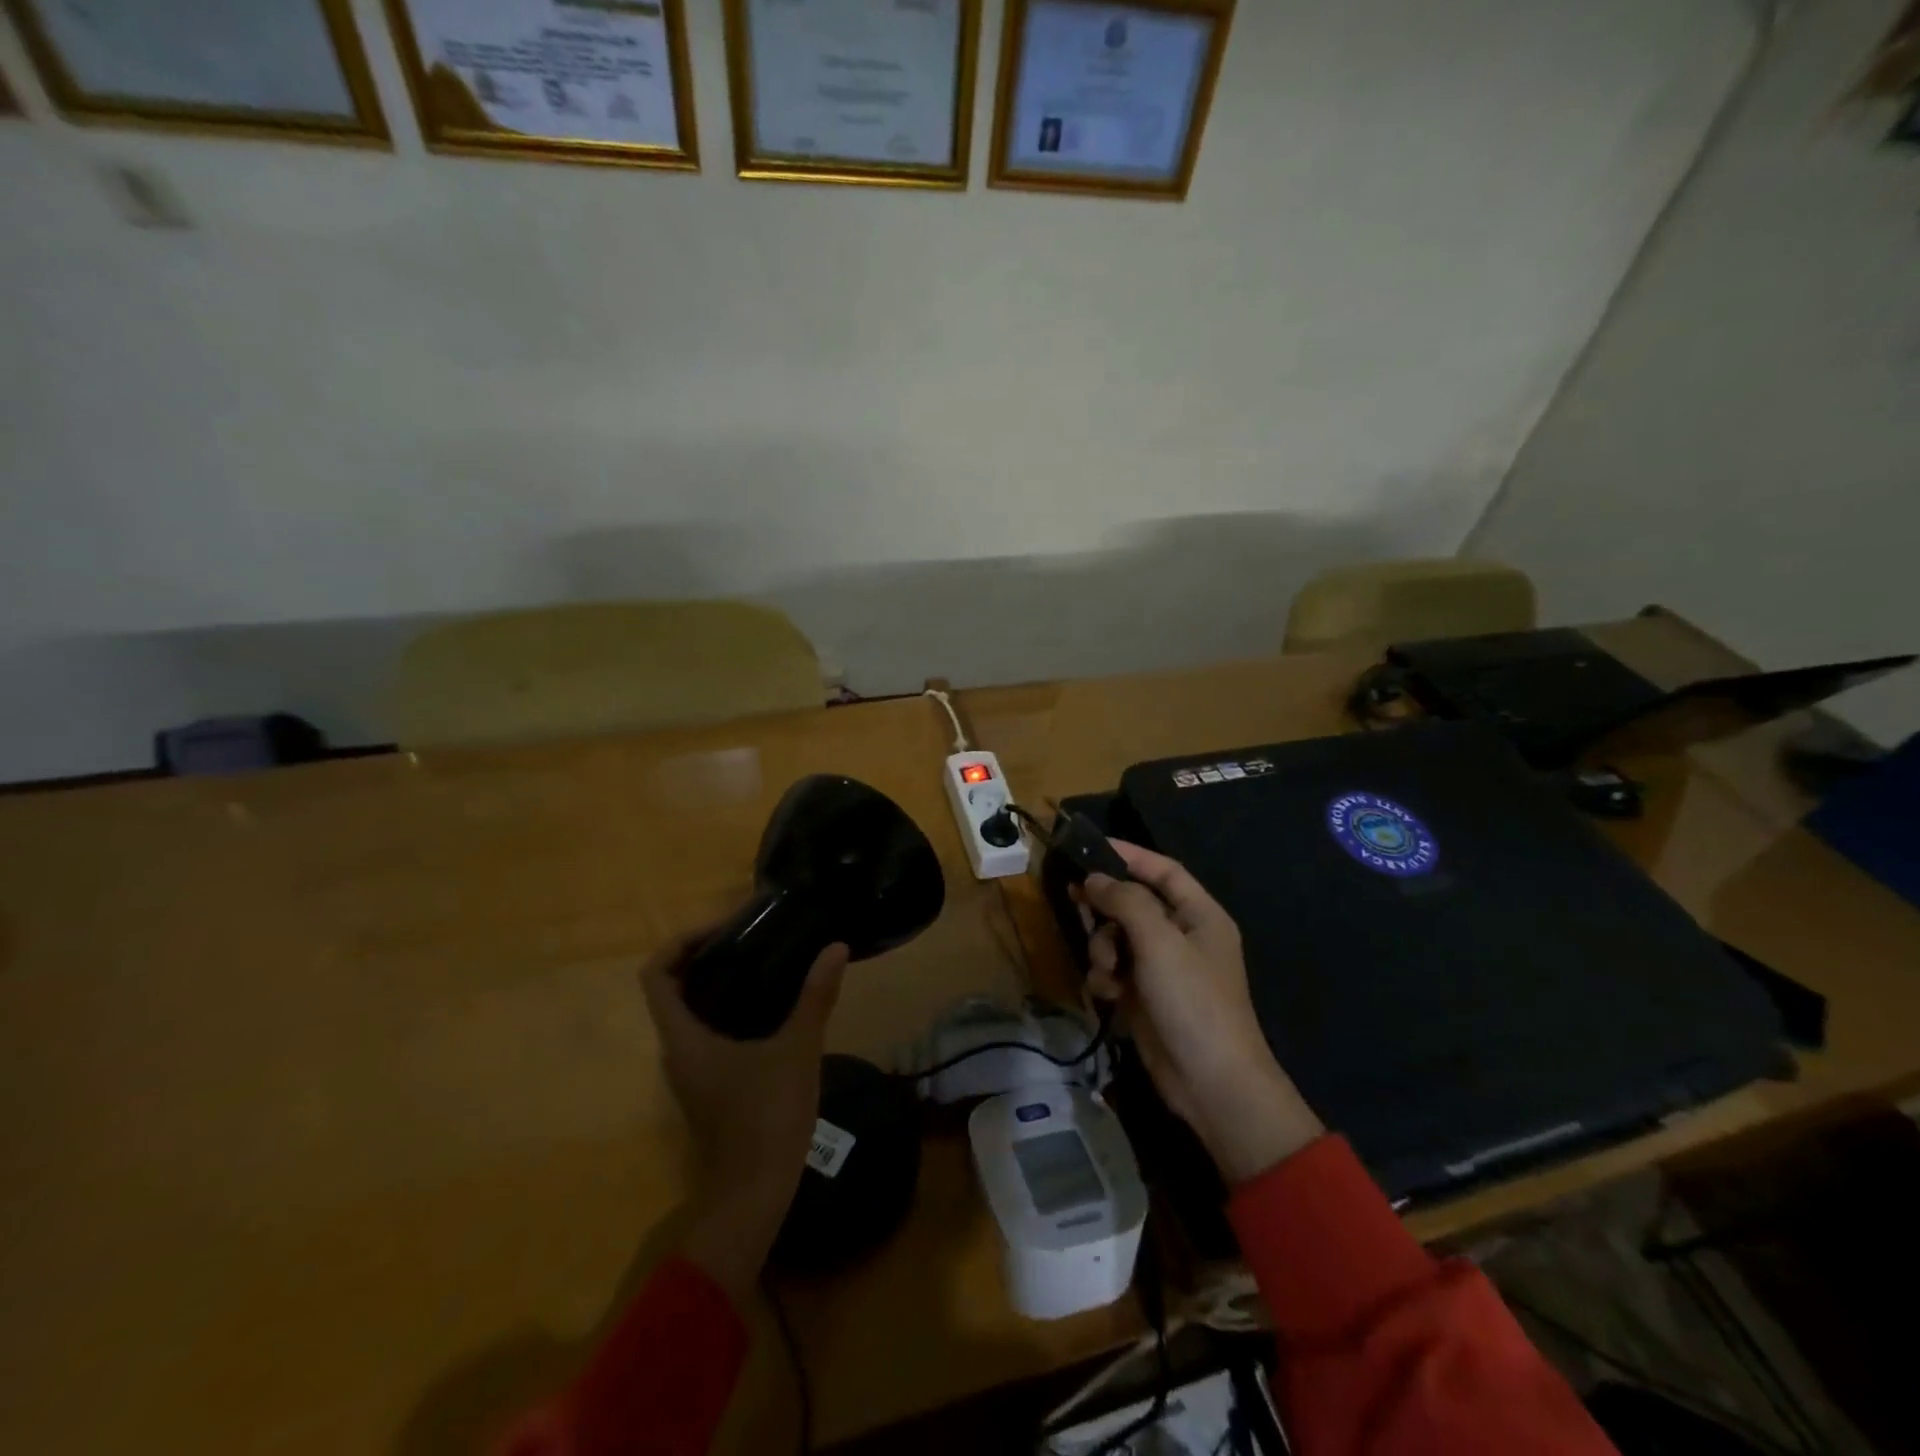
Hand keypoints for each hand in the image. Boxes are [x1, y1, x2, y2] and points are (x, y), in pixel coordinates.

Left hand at [640, 932, 847, 1301]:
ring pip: (691, 1012)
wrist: (755, 1194)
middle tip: (749, 937)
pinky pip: (708, 1032)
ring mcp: (692, 1072)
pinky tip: (770, 1005)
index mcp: (684, 1039)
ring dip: (718, 983)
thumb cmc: (766, 1118)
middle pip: (673, 989)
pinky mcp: (710, 1085)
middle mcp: (678, 1051)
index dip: (681, 943)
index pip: (657, 976)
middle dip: (704, 956)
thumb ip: (815, 996)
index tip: (723, 928)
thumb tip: (836, 946)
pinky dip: (729, 1008)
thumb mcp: (797, 1050)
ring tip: (762, 961)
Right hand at [1080, 842, 1323, 1185]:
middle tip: (1075, 899)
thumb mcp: (1160, 942)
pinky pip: (1115, 971)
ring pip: (1118, 938)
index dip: (1130, 854)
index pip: (1163, 871)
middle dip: (1106, 907)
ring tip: (1107, 969)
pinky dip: (1106, 978)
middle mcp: (1182, 936)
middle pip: (1134, 903)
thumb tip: (1095, 879)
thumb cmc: (1193, 1001)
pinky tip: (1108, 995)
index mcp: (1199, 915)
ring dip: (1103, 948)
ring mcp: (1163, 969)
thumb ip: (1125, 902)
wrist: (1211, 1084)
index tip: (1091, 845)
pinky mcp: (1145, 997)